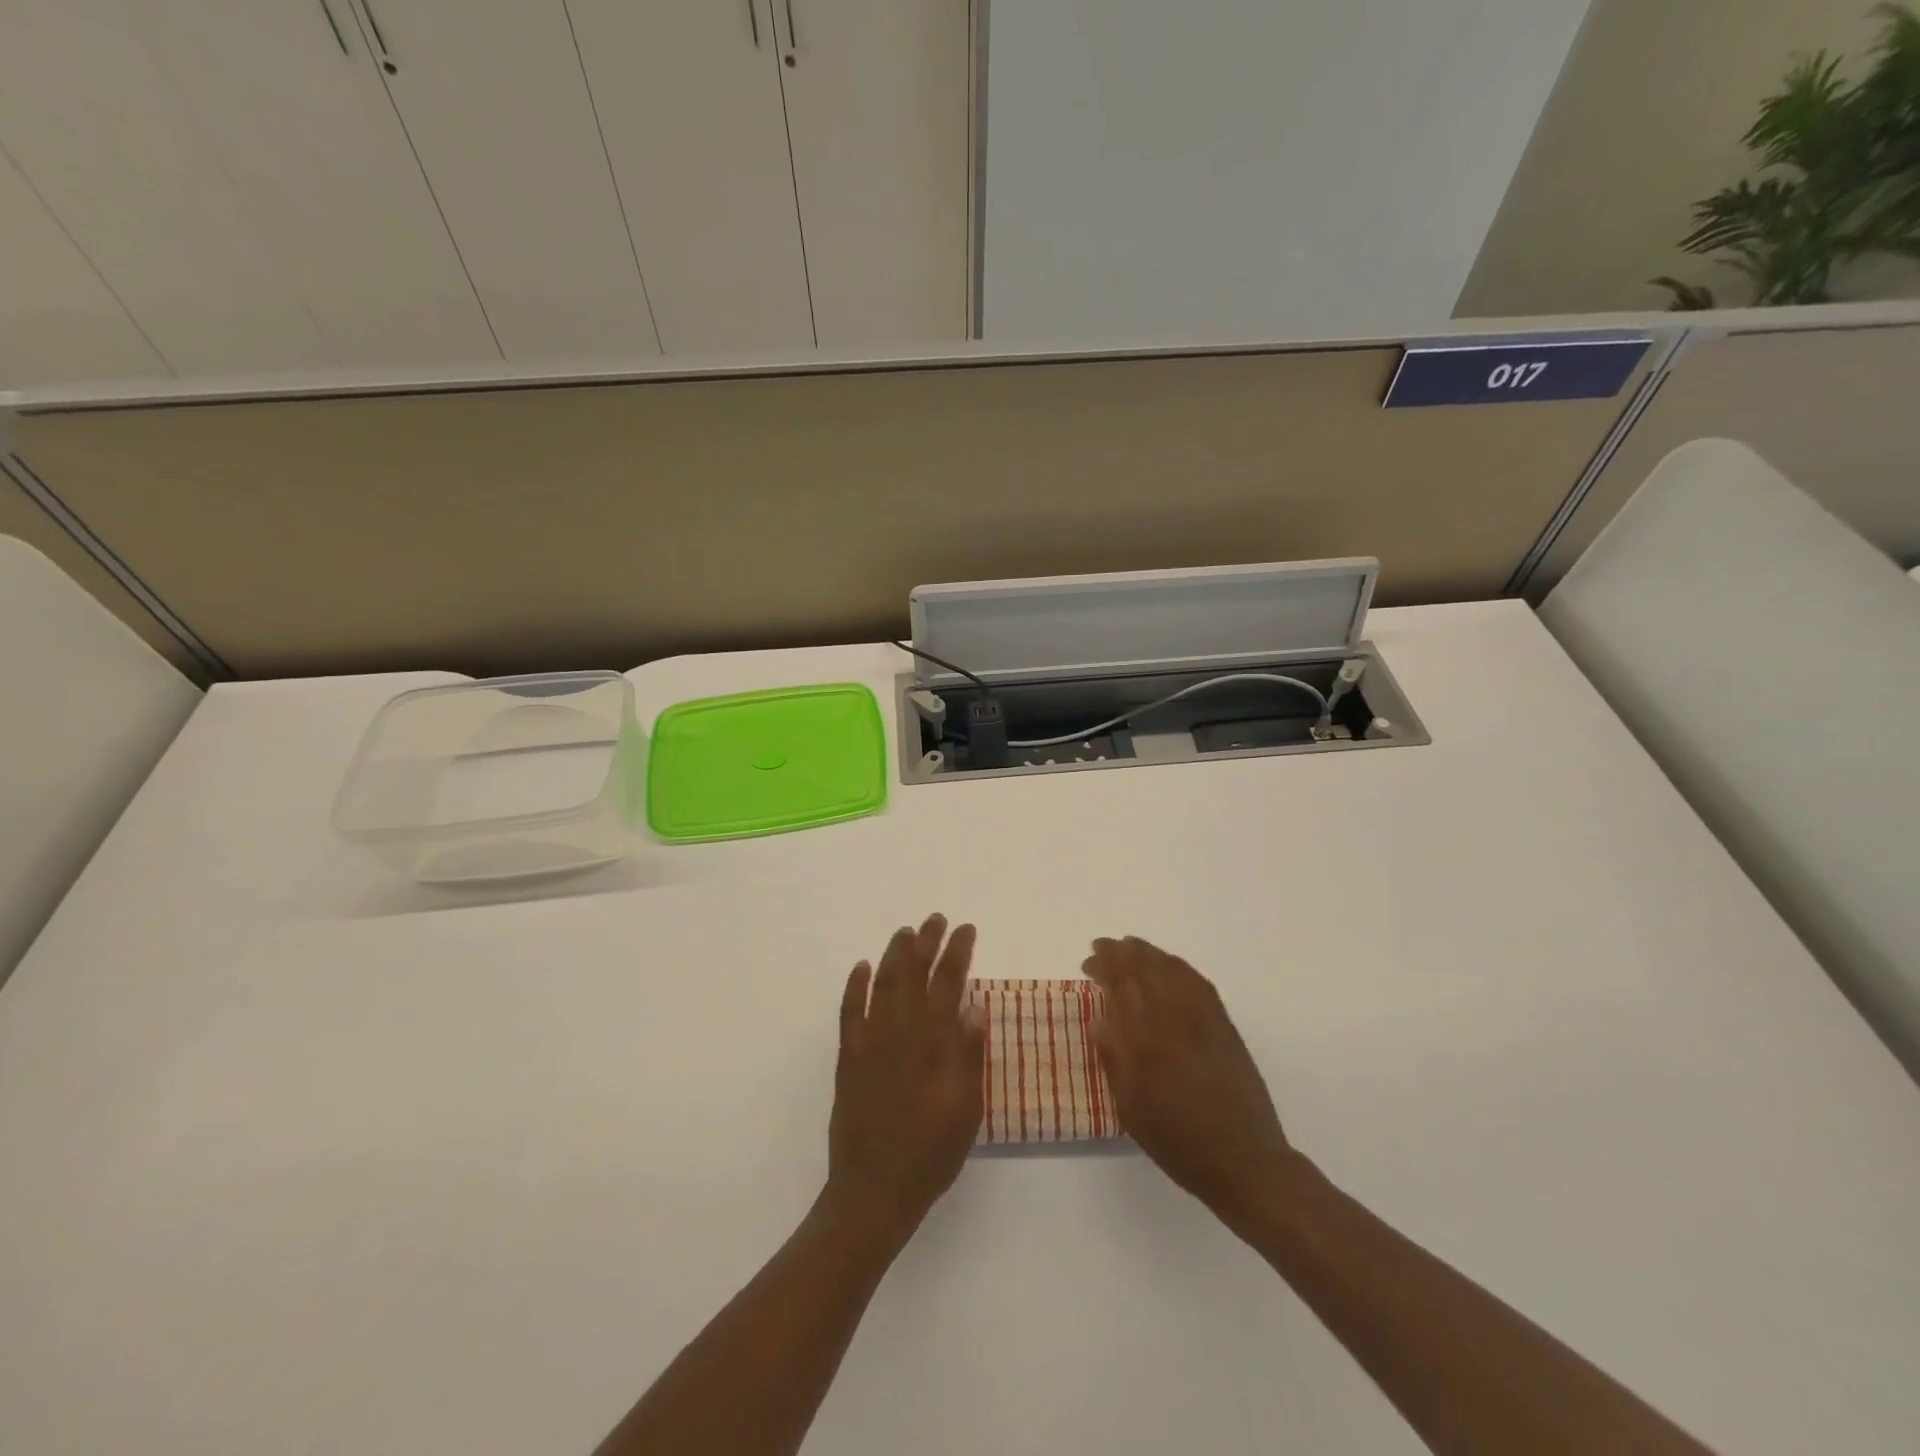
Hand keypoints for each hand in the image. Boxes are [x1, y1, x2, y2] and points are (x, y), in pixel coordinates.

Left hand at [825, 914, 985, 1243]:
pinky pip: (849, 1011)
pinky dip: (855, 986)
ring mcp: (869, 1042)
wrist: (874, 1189)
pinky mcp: (848, 1057)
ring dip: (894, 955)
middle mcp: (900, 1032)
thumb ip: (969, 1055)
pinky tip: (860, 968)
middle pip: (913, 974)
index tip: (965, 929)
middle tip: (936, 919)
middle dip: (926, 942)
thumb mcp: (966, 1109)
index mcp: (932, 1042)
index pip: (947, 983)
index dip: (957, 953)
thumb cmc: (931, 1152)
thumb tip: (975, 1006)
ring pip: (882, 984)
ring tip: (905, 932)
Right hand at [1084, 936, 1297, 1226]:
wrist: (1244, 1160)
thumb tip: (1100, 1019)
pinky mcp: (1224, 1024)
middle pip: (1145, 968)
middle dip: (1121, 952)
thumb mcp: (1131, 1109)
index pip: (1120, 985)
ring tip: (1130, 947)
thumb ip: (1113, 1059)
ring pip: (1171, 968)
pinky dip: (1178, 966)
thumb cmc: (1178, 1142)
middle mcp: (1173, 1019)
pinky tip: (1168, 965)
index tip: (1087, 962)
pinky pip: (1198, 981)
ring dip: (1148, 952)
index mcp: (1145, 1041)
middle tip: (1103, 946)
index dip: (1103, 966)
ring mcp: (1203, 1018)